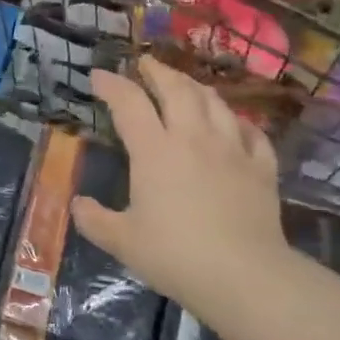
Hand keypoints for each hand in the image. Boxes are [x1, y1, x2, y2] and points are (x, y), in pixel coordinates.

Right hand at [71, 57, 290, 320]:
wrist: (244, 276)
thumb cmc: (175, 255)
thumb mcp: (122, 241)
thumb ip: (94, 220)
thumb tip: (78, 204)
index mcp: (154, 150)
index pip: (129, 102)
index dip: (111, 84)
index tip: (98, 76)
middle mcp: (193, 137)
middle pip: (177, 88)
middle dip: (158, 71)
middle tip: (146, 63)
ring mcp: (232, 149)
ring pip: (215, 102)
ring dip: (196, 87)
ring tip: (186, 84)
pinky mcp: (262, 167)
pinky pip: (252, 132)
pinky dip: (238, 122)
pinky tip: (234, 125)